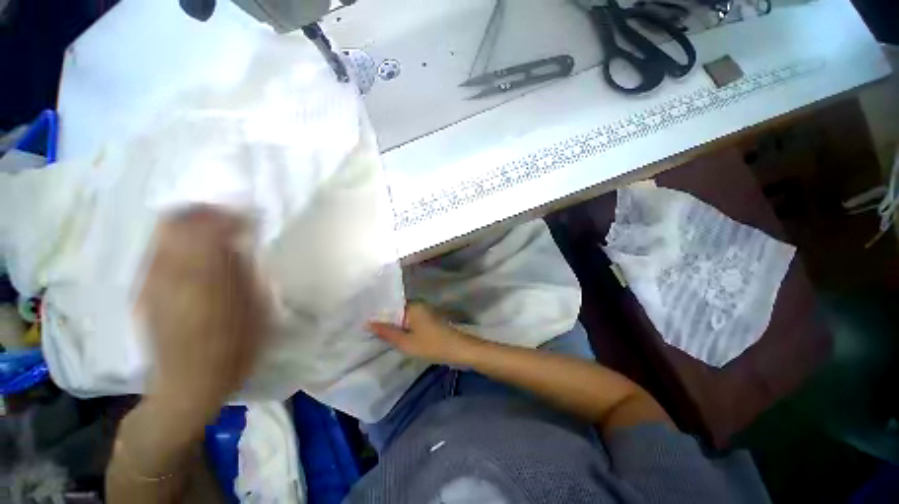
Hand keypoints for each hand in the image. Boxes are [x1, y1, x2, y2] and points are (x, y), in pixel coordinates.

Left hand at [138, 206, 268, 424]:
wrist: (189, 384)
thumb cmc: (235, 347)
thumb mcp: (254, 308)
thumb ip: (245, 270)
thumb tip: (241, 240)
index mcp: (201, 275)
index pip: (208, 226)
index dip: (229, 215)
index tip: (249, 218)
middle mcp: (168, 271)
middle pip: (176, 221)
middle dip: (203, 213)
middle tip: (229, 219)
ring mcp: (150, 280)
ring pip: (163, 234)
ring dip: (189, 225)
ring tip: (213, 234)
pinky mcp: (143, 290)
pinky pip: (157, 252)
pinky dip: (176, 243)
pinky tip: (194, 256)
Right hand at [367, 303, 480, 364]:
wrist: (459, 349)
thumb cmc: (431, 345)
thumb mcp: (406, 342)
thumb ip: (386, 332)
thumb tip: (368, 322)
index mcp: (412, 305)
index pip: (390, 305)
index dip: (377, 313)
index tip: (363, 320)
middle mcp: (418, 304)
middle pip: (397, 310)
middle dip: (385, 320)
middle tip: (368, 329)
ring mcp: (425, 311)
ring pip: (404, 316)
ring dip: (394, 324)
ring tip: (378, 333)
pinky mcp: (429, 319)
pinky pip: (411, 320)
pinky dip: (403, 327)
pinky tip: (396, 335)